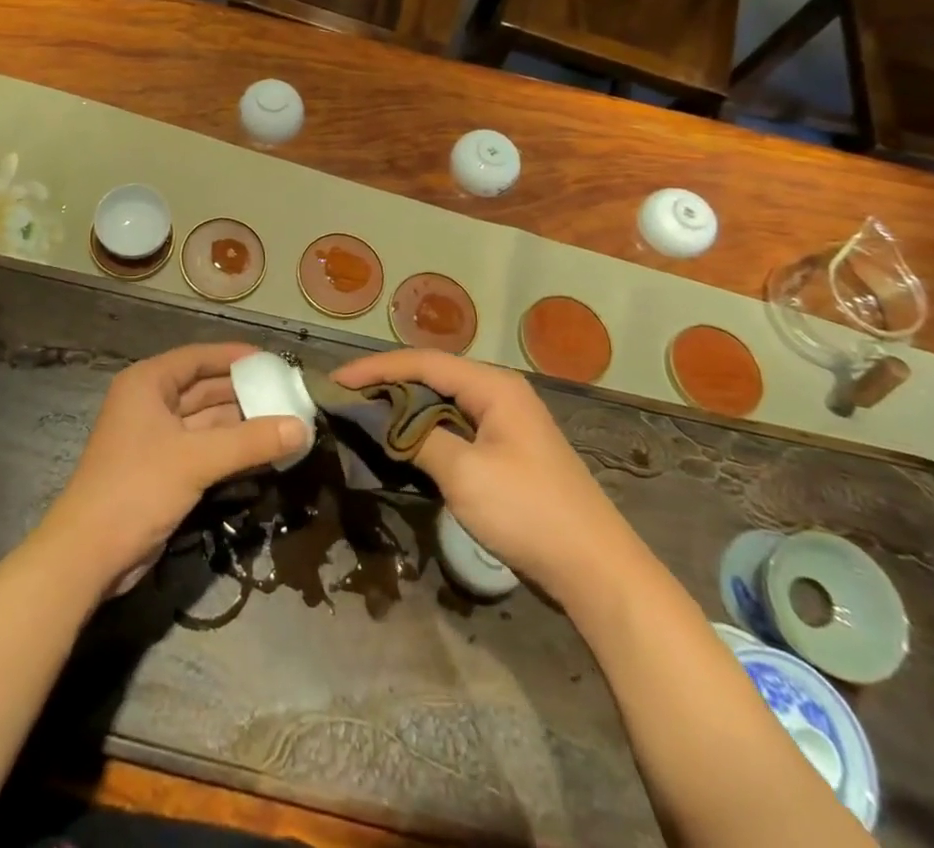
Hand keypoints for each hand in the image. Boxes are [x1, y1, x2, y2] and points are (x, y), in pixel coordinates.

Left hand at [34, 342, 307, 596]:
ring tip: (286, 422)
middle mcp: (151, 403)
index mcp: (148, 383)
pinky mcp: (164, 470)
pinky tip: (264, 452)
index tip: (273, 361)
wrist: (88, 554)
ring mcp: (156, 438)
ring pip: (207, 421)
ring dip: (242, 424)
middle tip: (289, 395)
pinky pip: (205, 449)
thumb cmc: (137, 488)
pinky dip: (231, 449)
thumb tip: (302, 426)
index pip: (198, 357)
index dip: (235, 357)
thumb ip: (250, 441)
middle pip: (205, 389)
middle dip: (245, 393)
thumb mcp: (196, 459)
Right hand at [331, 350, 633, 597]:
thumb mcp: (464, 474)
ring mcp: (506, 422)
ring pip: (443, 400)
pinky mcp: (507, 450)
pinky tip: (403, 441)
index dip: (376, 368)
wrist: (597, 572)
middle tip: (345, 397)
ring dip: (404, 406)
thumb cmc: (529, 513)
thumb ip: (417, 438)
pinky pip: (456, 424)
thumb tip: (378, 418)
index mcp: (493, 386)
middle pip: (432, 375)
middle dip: (387, 383)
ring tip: (364, 414)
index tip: (336, 381)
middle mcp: (500, 393)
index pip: (422, 362)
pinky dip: (425, 427)